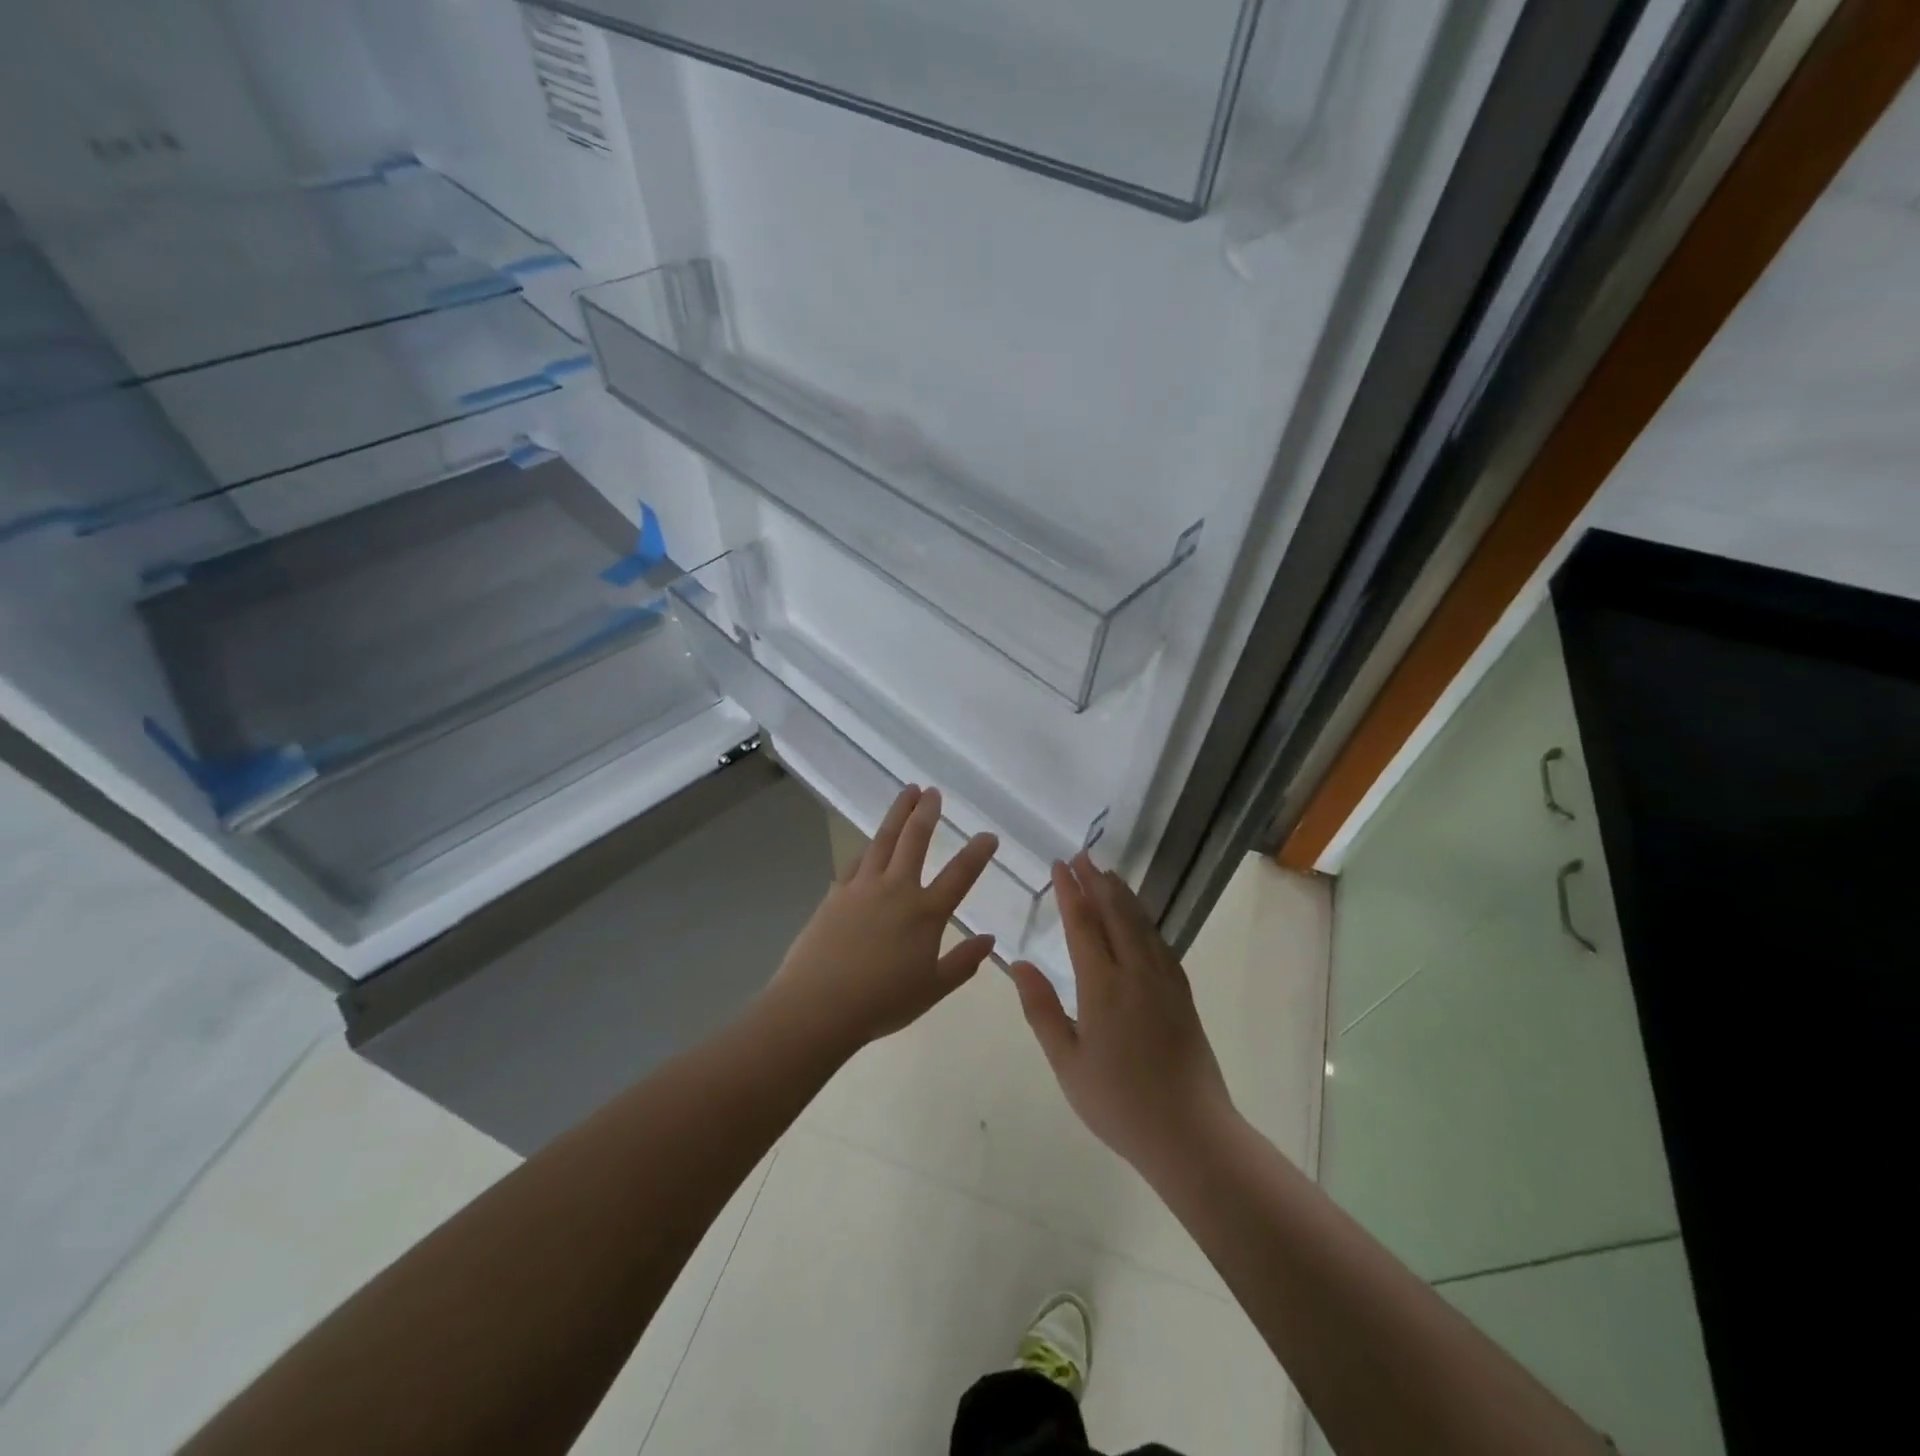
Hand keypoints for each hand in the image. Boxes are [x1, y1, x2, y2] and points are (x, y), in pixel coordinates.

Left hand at [761, 785, 998, 1055]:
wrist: (818, 1005)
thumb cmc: (881, 1002)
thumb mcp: (933, 989)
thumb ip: (963, 963)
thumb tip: (989, 939)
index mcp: (925, 913)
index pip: (960, 874)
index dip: (977, 852)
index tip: (988, 835)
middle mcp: (896, 890)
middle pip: (915, 839)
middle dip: (927, 812)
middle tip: (933, 791)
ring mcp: (862, 887)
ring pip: (883, 839)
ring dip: (897, 813)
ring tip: (906, 793)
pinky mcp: (836, 894)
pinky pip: (856, 862)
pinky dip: (867, 849)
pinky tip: (870, 846)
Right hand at [1010, 853, 1235, 1179]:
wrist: (1190, 1132)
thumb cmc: (1118, 1102)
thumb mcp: (1066, 1062)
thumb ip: (1041, 1009)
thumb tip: (1019, 963)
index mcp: (1103, 986)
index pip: (1083, 924)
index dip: (1070, 891)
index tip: (1059, 864)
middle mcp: (1136, 972)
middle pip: (1115, 913)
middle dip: (1096, 881)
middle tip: (1081, 855)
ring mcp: (1164, 980)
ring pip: (1141, 923)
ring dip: (1121, 894)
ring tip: (1106, 874)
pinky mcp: (1182, 994)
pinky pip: (1159, 942)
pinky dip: (1144, 920)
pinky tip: (1138, 920)